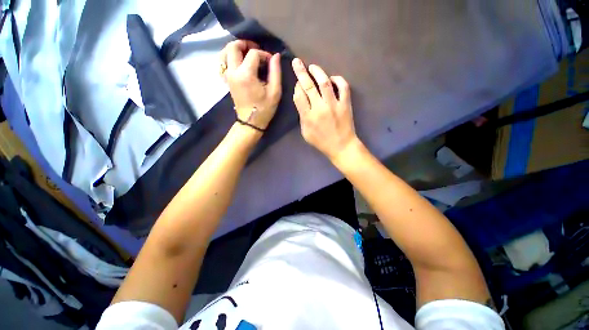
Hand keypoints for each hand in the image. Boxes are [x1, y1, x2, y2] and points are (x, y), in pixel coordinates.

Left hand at [220, 40, 281, 130]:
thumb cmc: (264, 109)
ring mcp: (228, 76)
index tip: (271, 62)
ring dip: (236, 49)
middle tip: (257, 50)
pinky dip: (230, 58)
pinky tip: (238, 62)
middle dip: (246, 44)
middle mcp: (233, 72)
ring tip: (247, 53)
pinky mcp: (227, 80)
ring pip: (225, 52)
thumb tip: (275, 56)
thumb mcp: (275, 92)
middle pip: (233, 47)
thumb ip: (275, 72)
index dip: (264, 54)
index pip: (253, 53)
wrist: (251, 122)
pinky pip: (223, 63)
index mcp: (246, 74)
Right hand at [292, 58, 358, 160]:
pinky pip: (343, 87)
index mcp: (308, 117)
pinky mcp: (345, 104)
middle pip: (308, 86)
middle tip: (297, 62)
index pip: (299, 96)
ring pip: (324, 83)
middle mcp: (319, 109)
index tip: (297, 83)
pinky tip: (332, 78)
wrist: (341, 146)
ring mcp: (334, 105)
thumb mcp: (306, 133)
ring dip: (317, 72)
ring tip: (312, 67)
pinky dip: (338, 80)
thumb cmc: (321, 142)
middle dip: (301, 72)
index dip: (297, 87)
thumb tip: (302, 101)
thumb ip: (302, 117)